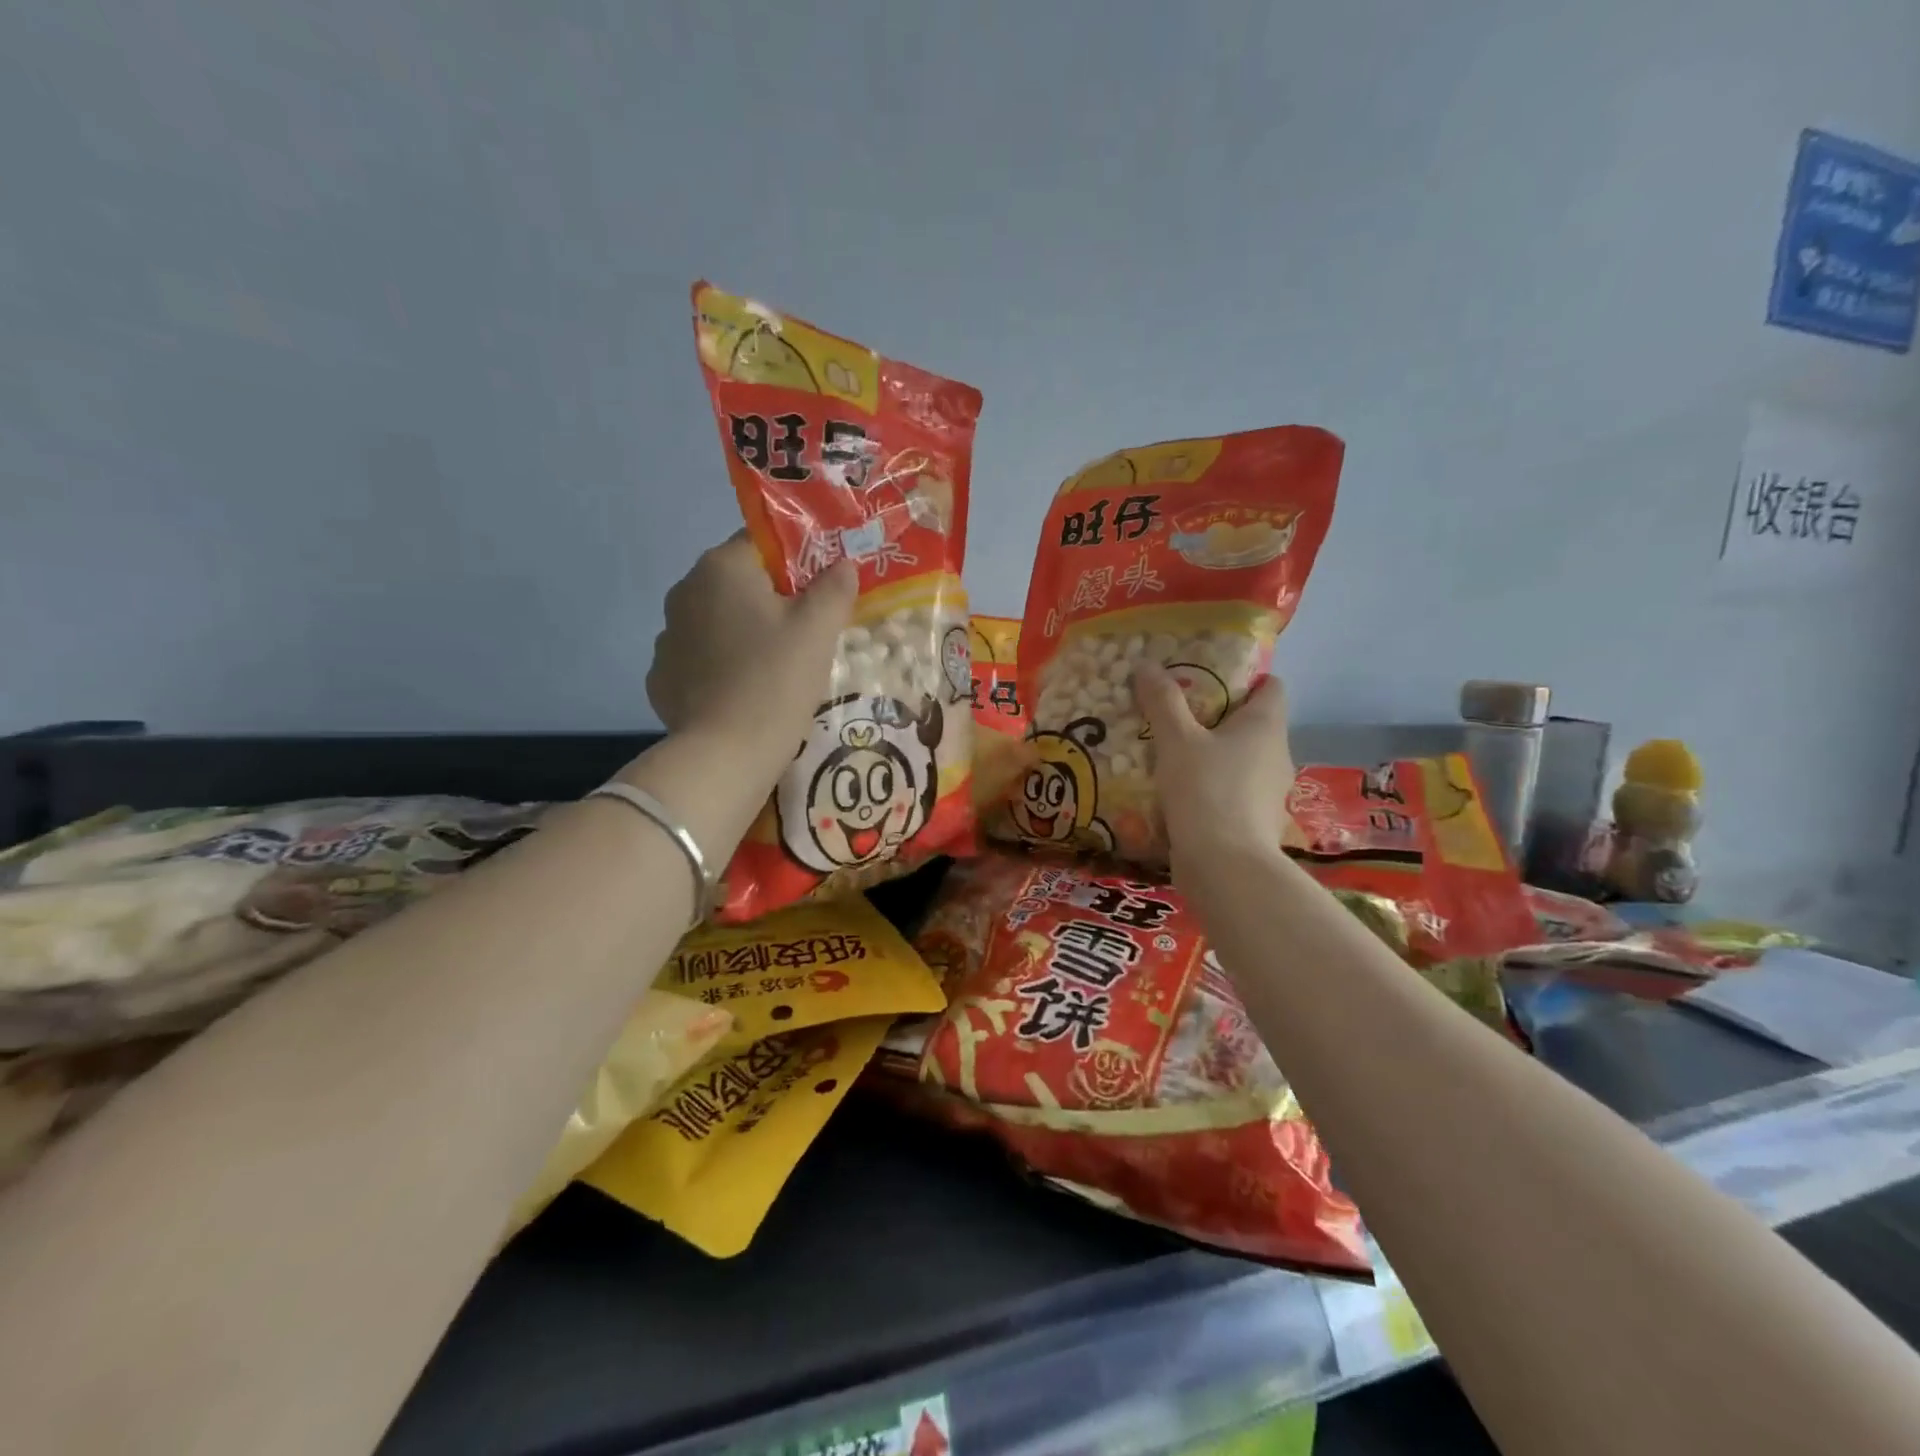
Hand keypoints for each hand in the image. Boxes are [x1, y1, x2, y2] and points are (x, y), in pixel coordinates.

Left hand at [647, 533, 856, 755]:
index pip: (763, 543)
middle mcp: (683, 591)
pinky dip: (721, 667)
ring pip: (717, 622)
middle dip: (771, 600)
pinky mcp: (661, 678)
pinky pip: (700, 660)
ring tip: (774, 667)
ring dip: (742, 633)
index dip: (798, 562)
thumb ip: (834, 588)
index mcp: (720, 568)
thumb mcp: (818, 630)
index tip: (820, 591)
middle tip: (805, 631)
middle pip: (738, 583)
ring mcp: (666, 637)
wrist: (726, 753)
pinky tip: (743, 692)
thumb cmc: (776, 679)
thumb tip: (842, 565)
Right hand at [1134, 661, 1296, 876]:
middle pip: (1251, 723)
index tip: (1205, 680)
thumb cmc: (1206, 790)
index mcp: (1266, 726)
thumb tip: (1147, 664)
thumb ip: (1163, 702)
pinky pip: (1232, 791)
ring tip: (1170, 752)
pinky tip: (1177, 792)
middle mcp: (1276, 754)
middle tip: (1176, 713)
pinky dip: (1210, 787)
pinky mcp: (1254, 822)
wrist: (1224, 867)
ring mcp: (1269, 792)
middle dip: (1216, 717)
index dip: (1243, 678)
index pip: (1271, 686)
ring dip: (1211, 755)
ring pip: (1240, 760)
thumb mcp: (1176, 740)